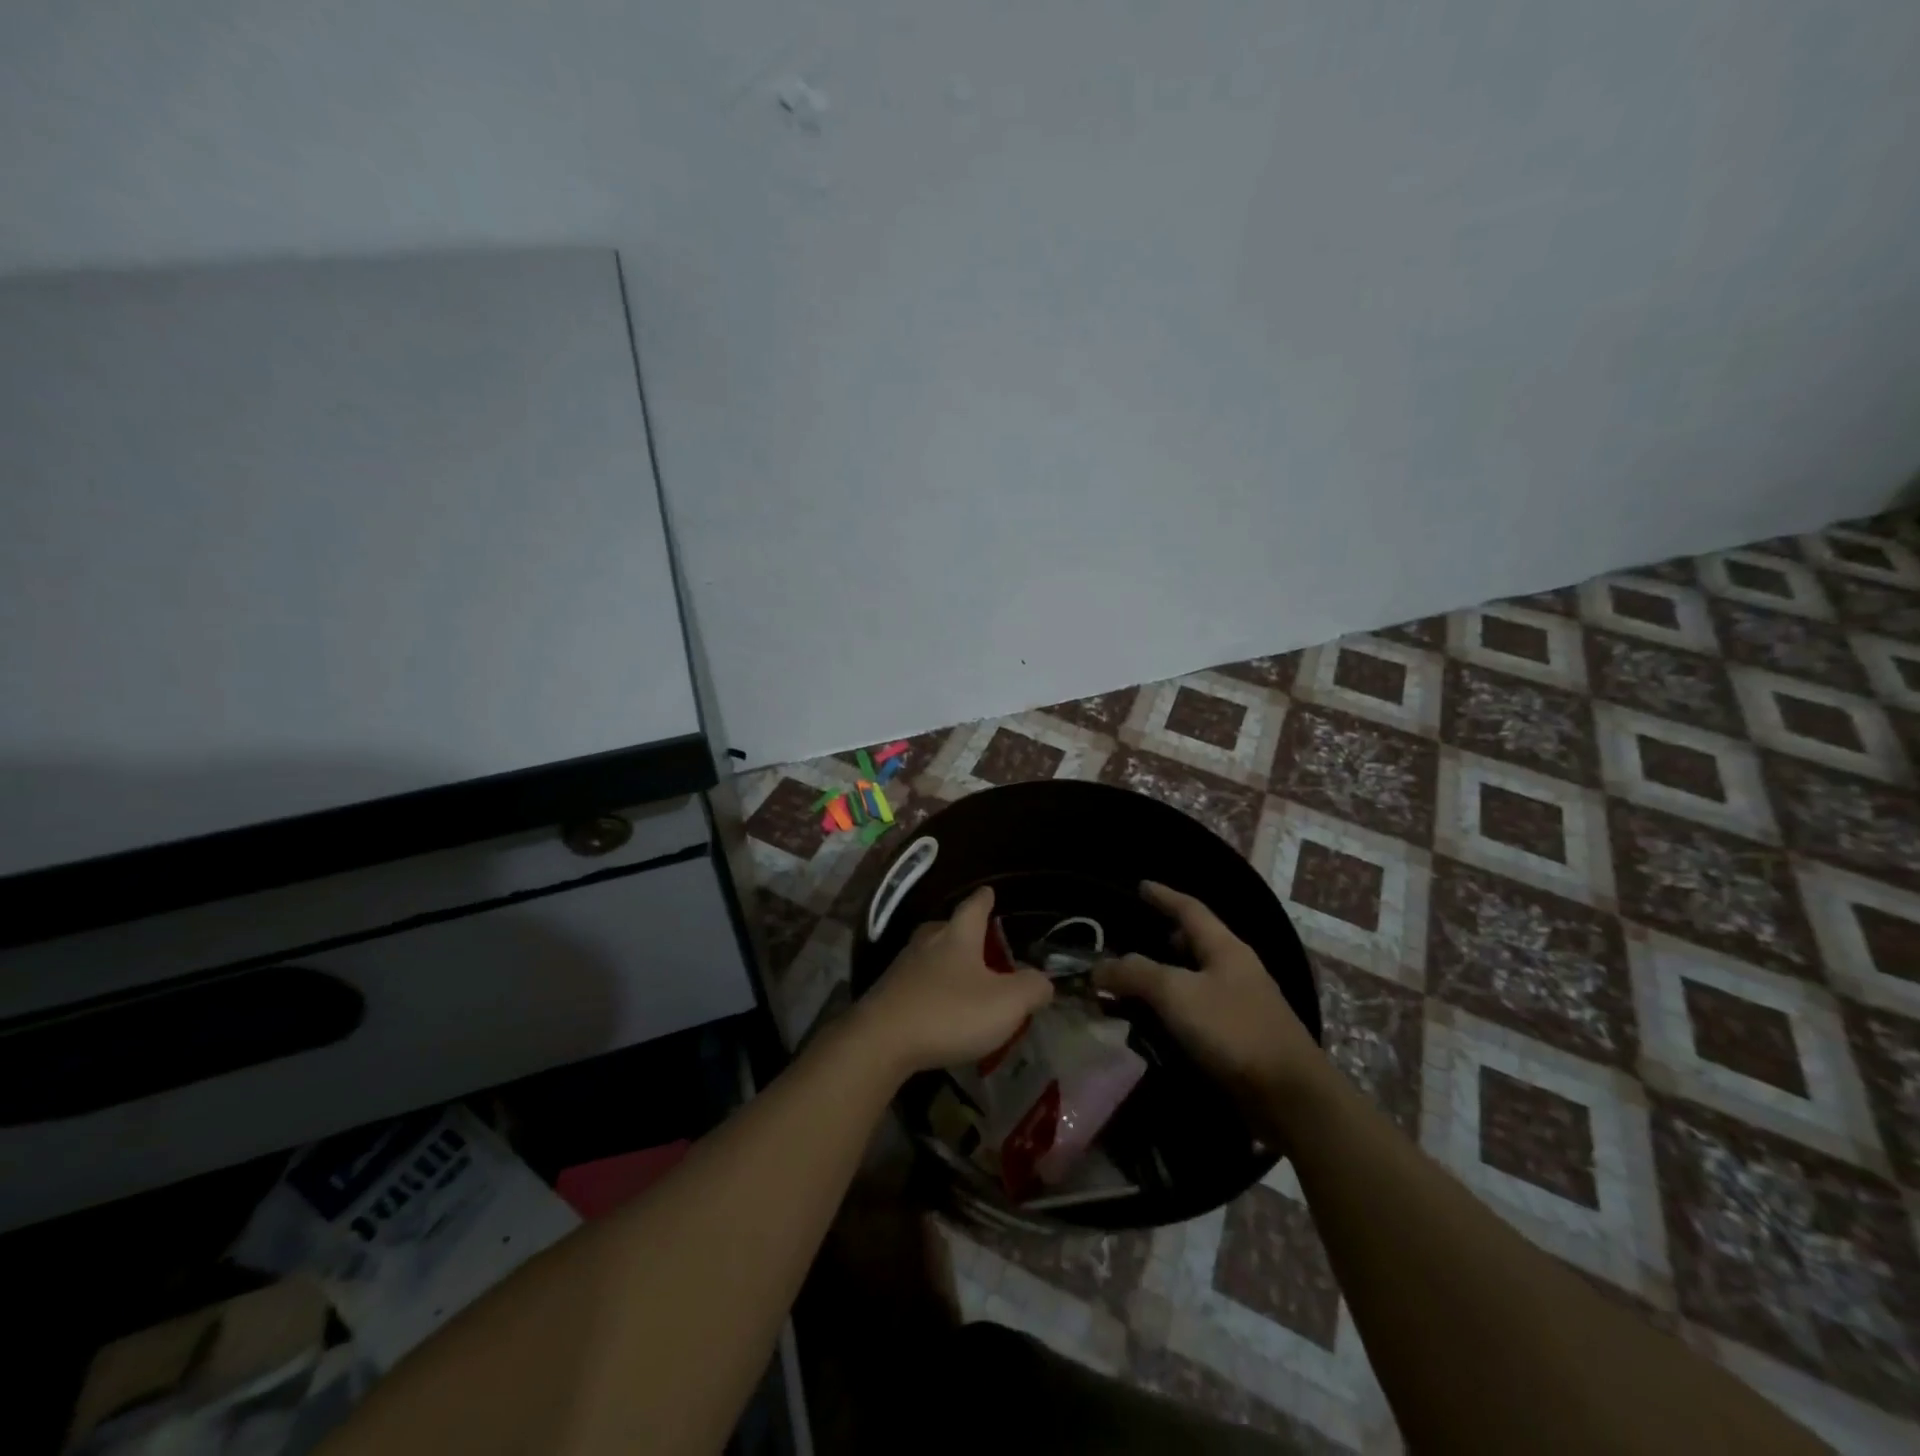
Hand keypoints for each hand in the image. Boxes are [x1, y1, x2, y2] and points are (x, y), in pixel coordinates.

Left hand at [855, 886, 1053, 1076]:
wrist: (882, 1041)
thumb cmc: (950, 1012)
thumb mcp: (1006, 1003)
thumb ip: (1032, 988)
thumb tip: (1044, 981)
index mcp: (958, 936)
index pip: (974, 906)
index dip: (985, 899)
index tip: (988, 891)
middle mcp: (928, 942)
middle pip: (946, 927)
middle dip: (962, 930)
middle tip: (977, 939)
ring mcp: (903, 967)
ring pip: (928, 954)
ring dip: (944, 960)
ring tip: (960, 975)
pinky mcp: (887, 994)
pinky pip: (915, 981)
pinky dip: (929, 987)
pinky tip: (937, 1004)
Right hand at [1093, 881, 1323, 1109]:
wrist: (1290, 1097)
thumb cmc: (1233, 1030)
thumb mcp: (1176, 994)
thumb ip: (1135, 974)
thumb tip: (1098, 968)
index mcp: (1225, 948)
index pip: (1190, 909)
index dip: (1164, 896)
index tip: (1141, 886)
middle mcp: (1235, 970)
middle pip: (1196, 942)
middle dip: (1165, 938)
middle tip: (1134, 940)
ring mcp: (1241, 1004)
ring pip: (1196, 978)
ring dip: (1166, 978)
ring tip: (1136, 985)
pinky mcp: (1240, 1038)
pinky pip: (1199, 1010)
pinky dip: (1175, 1009)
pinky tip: (1157, 1024)